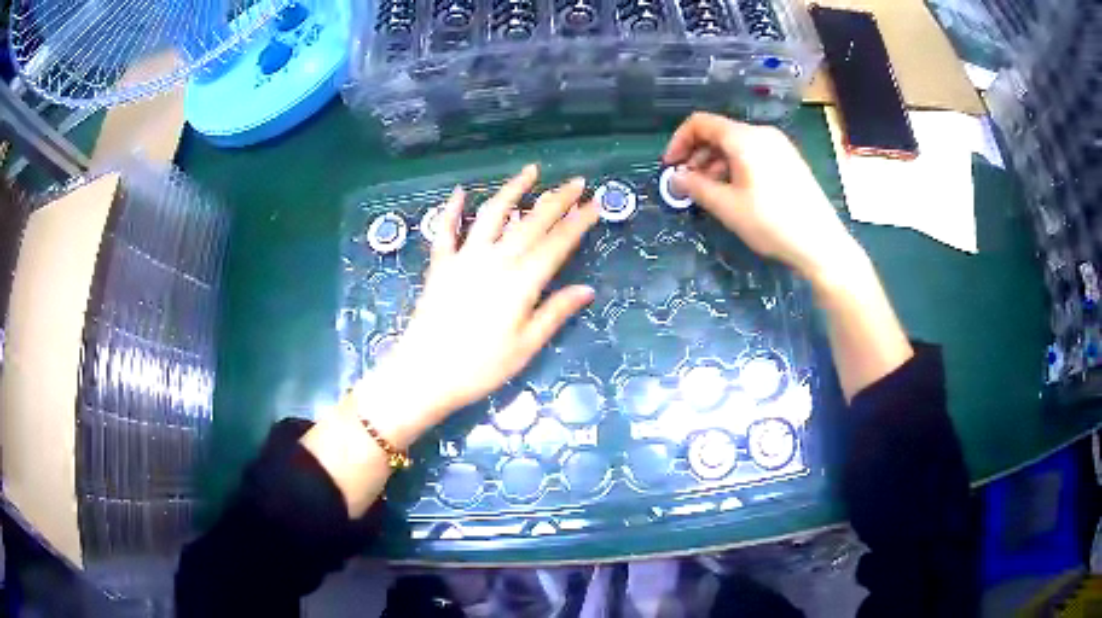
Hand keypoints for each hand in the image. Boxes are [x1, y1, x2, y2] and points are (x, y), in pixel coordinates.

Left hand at [360, 165, 599, 446]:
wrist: (425, 373)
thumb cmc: (480, 367)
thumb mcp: (526, 346)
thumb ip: (555, 313)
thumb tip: (586, 289)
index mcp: (521, 282)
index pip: (557, 244)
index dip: (579, 222)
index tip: (595, 204)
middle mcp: (495, 261)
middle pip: (531, 222)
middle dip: (557, 199)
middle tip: (576, 182)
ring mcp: (465, 258)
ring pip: (492, 214)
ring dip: (513, 190)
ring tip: (530, 171)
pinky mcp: (440, 265)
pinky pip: (446, 230)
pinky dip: (453, 209)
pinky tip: (461, 192)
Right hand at [663, 112, 862, 282]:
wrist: (821, 243)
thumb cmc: (771, 222)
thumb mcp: (727, 207)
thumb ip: (696, 187)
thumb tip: (676, 179)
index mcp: (744, 138)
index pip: (700, 123)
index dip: (679, 141)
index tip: (670, 167)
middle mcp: (762, 134)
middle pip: (719, 133)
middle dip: (697, 155)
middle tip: (688, 184)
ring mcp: (779, 146)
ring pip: (736, 145)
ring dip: (715, 164)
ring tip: (710, 193)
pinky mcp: (789, 161)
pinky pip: (753, 154)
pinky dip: (735, 167)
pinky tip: (735, 193)